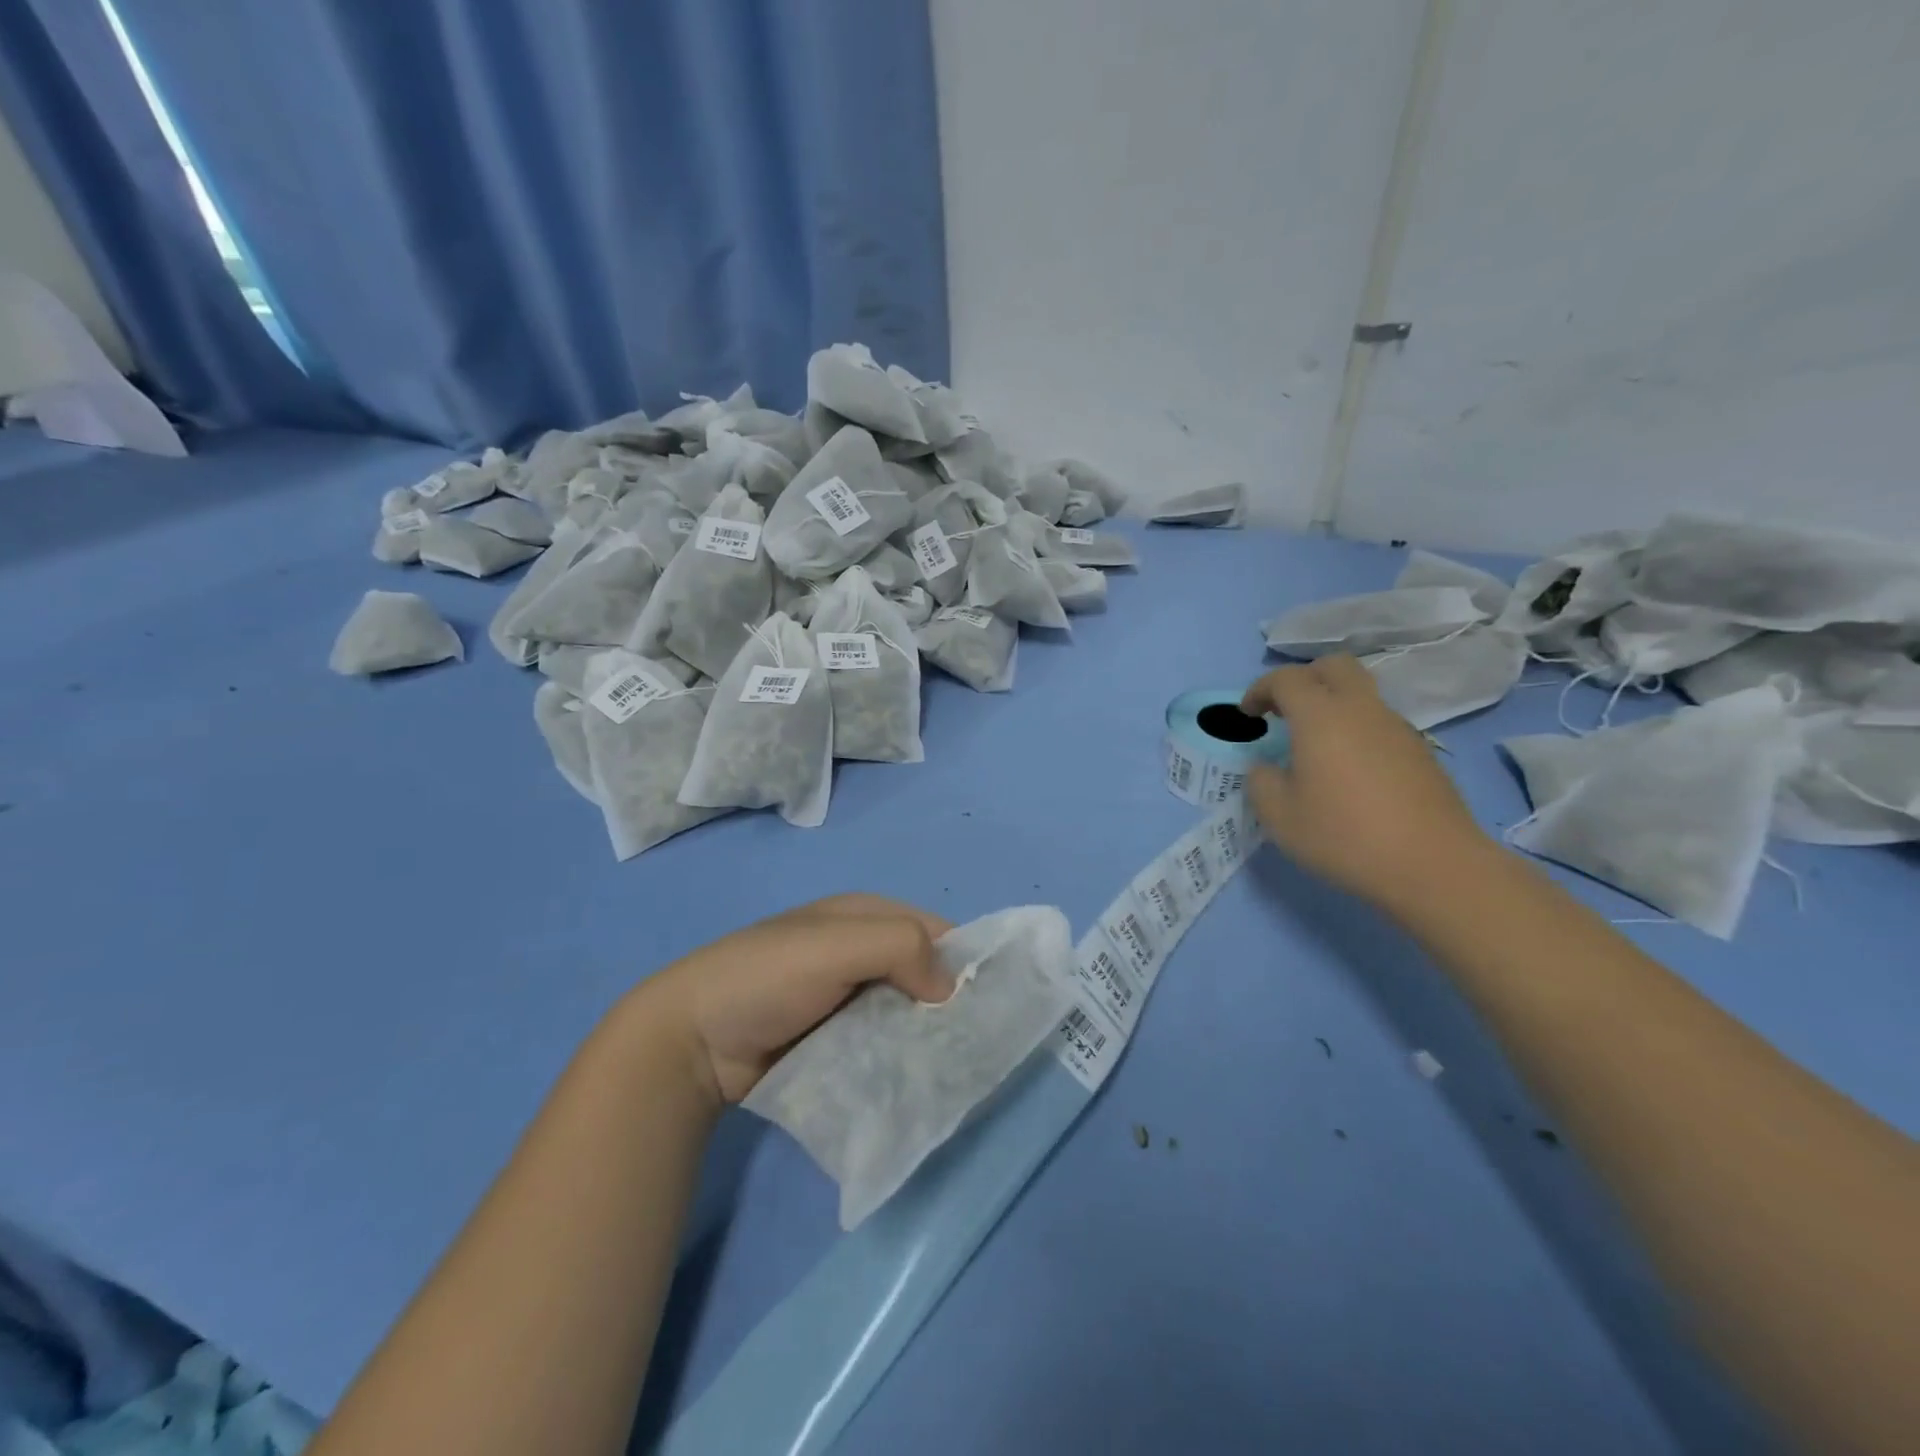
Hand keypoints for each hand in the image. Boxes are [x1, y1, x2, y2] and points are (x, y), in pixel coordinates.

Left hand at [628, 895, 955, 1107]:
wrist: (691, 1040)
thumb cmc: (766, 977)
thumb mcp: (834, 944)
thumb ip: (899, 947)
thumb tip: (949, 987)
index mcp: (863, 915)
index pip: (933, 928)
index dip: (963, 958)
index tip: (989, 1002)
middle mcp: (860, 951)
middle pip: (923, 972)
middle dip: (947, 1003)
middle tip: (973, 1046)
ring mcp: (846, 998)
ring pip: (905, 1012)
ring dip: (924, 1036)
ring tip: (952, 1071)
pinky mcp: (834, 1039)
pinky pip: (881, 1043)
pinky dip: (899, 1058)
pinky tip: (915, 1081)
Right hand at [1241, 657, 1489, 913]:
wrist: (1433, 866)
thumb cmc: (1344, 836)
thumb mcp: (1279, 816)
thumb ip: (1261, 782)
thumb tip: (1267, 768)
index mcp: (1321, 717)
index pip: (1287, 678)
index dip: (1260, 689)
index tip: (1248, 715)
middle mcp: (1362, 710)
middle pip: (1334, 666)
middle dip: (1304, 678)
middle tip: (1285, 710)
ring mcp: (1398, 728)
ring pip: (1361, 694)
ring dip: (1333, 705)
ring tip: (1315, 746)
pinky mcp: (1420, 752)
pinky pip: (1379, 723)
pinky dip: (1356, 730)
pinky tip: (1348, 771)